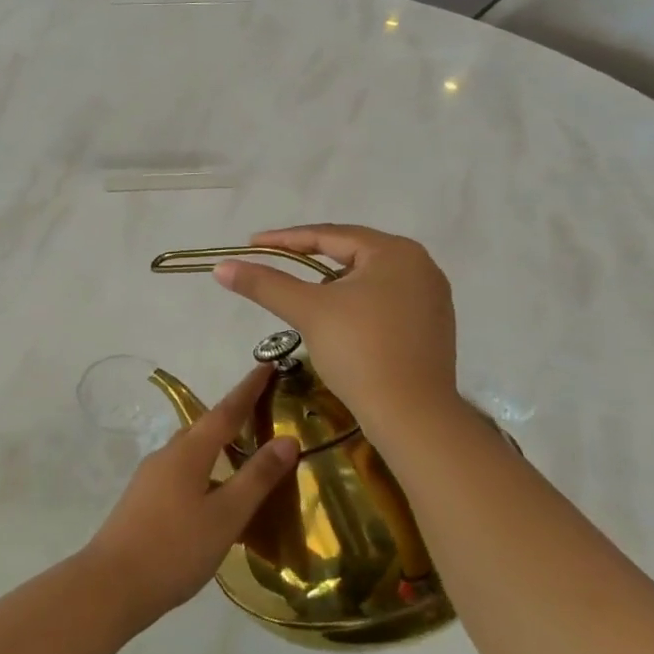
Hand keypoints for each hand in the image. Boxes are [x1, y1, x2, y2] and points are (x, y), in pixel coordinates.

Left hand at [82, 366, 297, 631]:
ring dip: (218, 443)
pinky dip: (205, 467)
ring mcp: (151, 476)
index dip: (248, 389)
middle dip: (234, 415)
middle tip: (262, 408)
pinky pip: (183, 471)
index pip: (226, 411)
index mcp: (188, 452)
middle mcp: (168, 455)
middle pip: (206, 426)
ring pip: (192, 450)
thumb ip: (256, 478)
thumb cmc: (175, 548)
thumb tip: (286, 439)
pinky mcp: (144, 498)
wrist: (112, 583)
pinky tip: (214, 490)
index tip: (266, 366)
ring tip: (244, 449)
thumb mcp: (225, 515)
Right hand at [213, 225, 464, 436]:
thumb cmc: (360, 351)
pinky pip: (384, 300)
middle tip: (275, 264)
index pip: (330, 236)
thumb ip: (264, 284)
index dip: (286, 239)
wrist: (413, 416)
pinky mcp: (432, 326)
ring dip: (333, 284)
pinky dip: (355, 304)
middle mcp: (420, 265)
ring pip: (367, 279)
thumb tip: (221, 267)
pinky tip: (338, 322)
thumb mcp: (307, 310)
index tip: (252, 244)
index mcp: (395, 252)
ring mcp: (431, 297)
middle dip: (310, 259)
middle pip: (352, 254)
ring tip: (304, 298)